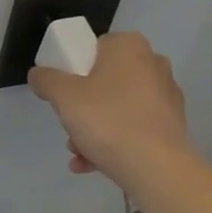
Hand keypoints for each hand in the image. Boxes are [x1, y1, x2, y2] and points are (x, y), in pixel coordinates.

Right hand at [27, 32, 193, 190]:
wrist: (156, 167)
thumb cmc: (107, 120)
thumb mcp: (63, 96)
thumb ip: (46, 79)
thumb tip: (39, 74)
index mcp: (129, 46)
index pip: (93, 49)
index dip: (73, 71)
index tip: (63, 96)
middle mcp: (153, 64)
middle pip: (104, 82)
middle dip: (82, 108)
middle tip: (70, 127)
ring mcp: (166, 95)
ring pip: (117, 108)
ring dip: (93, 130)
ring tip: (79, 154)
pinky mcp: (172, 125)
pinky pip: (134, 128)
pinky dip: (113, 142)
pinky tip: (92, 164)